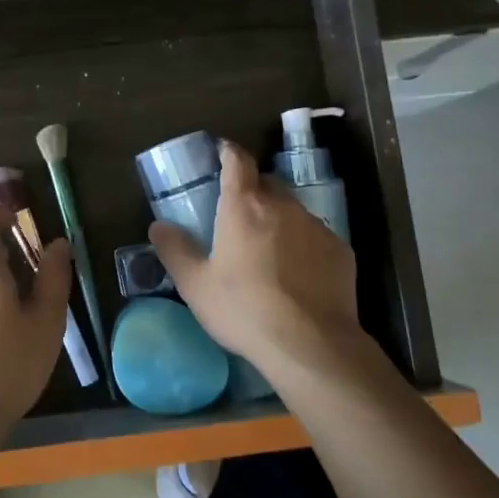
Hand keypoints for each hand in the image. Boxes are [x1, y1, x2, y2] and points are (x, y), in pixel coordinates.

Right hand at [149, 140, 364, 379]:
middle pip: (266, 183)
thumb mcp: (196, 285)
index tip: (222, 153)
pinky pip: (315, 236)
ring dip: (278, 219)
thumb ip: (175, 250)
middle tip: (238, 216)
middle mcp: (282, 206)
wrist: (311, 345)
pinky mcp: (341, 250)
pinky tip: (297, 274)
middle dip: (252, 191)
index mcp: (244, 206)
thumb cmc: (244, 310)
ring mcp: (316, 226)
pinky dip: (303, 245)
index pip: (237, 160)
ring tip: (268, 251)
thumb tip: (158, 226)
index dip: (228, 152)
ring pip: (292, 210)